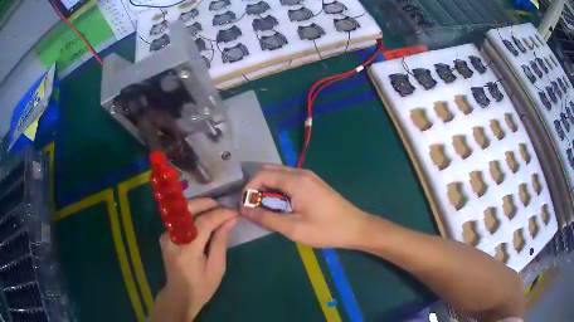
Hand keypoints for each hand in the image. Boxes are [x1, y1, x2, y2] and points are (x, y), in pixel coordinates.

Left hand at [152, 198, 236, 320]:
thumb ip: (221, 242)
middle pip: (187, 210)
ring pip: (181, 211)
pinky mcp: (165, 236)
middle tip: (222, 206)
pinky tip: (203, 219)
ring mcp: (166, 236)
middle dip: (206, 203)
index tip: (234, 213)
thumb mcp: (217, 268)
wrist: (179, 295)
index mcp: (187, 250)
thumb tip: (229, 220)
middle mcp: (172, 239)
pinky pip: (179, 219)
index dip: (220, 214)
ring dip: (199, 207)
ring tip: (215, 210)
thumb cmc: (202, 286)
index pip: (203, 223)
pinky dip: (192, 215)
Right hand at [241, 164, 369, 248]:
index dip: (248, 189)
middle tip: (252, 207)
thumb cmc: (325, 229)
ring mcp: (308, 176)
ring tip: (264, 208)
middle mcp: (300, 173)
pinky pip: (288, 180)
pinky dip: (277, 189)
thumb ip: (266, 218)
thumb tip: (244, 210)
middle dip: (256, 187)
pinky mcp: (312, 183)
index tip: (244, 207)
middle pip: (268, 171)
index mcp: (295, 181)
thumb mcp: (293, 228)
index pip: (262, 175)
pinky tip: (279, 205)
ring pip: (278, 174)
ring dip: (266, 188)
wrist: (355, 227)